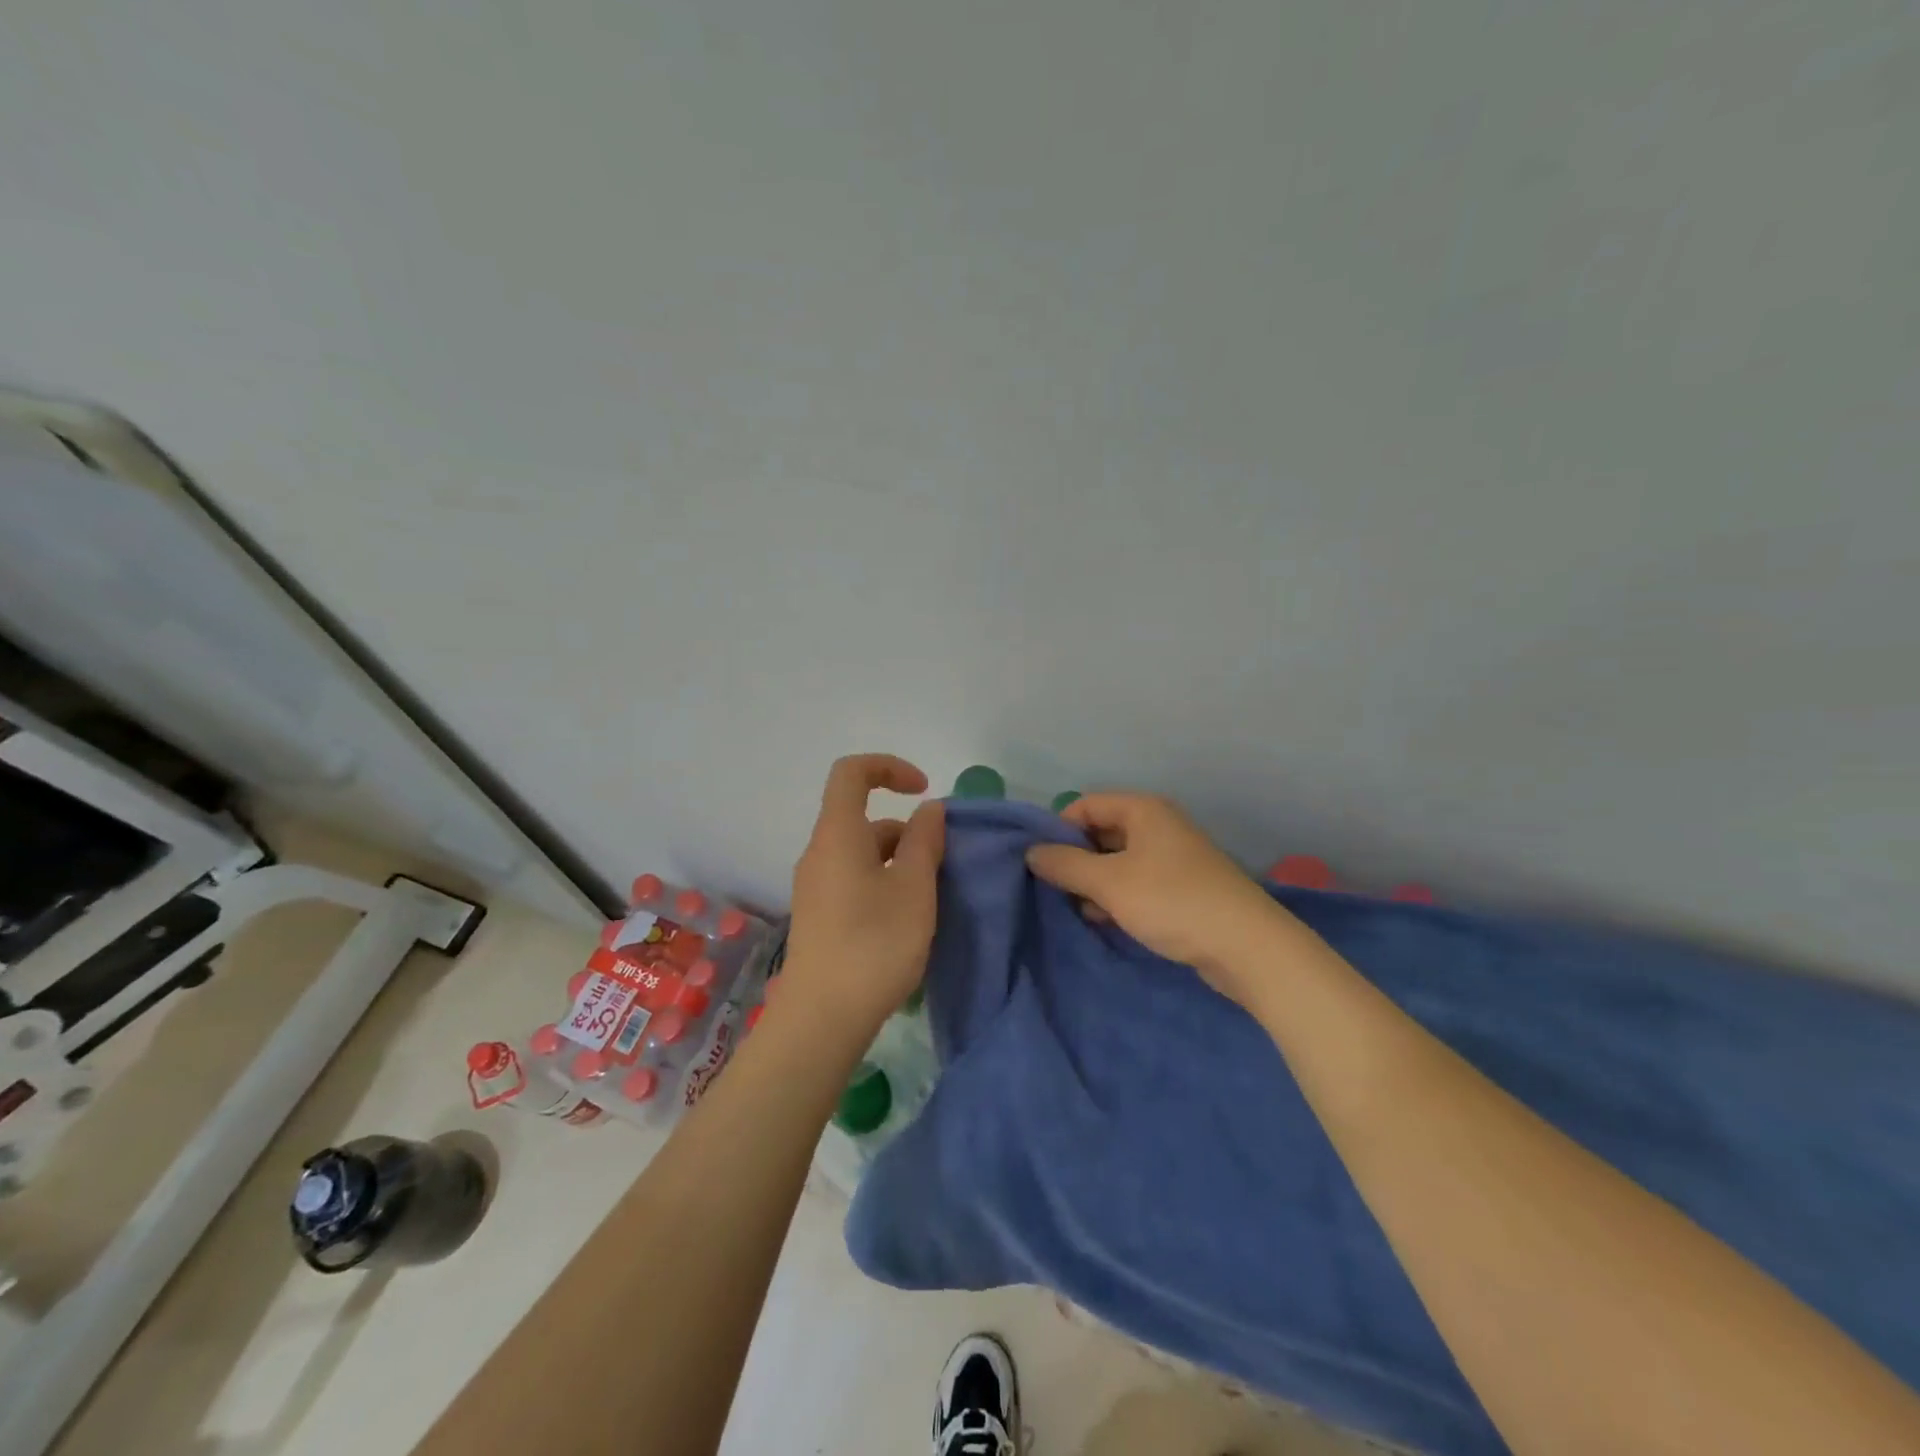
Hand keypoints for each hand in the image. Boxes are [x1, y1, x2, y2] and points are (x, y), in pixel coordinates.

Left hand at [782, 754, 945, 1028]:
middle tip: (942, 865)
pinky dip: (884, 882)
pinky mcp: (820, 916)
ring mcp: (816, 887)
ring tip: (931, 898)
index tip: (925, 791)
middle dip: (907, 830)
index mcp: (838, 835)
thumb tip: (928, 810)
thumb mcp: (914, 887)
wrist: (822, 1019)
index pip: (852, 772)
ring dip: (899, 860)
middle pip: (863, 818)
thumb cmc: (874, 944)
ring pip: (862, 853)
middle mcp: (820, 853)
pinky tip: (906, 920)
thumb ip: (924, 840)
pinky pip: (855, 879)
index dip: (889, 767)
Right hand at [1025, 793, 1290, 1006]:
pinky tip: (1106, 920)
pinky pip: (1137, 882)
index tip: (1041, 863)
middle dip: (1076, 859)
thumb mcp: (1109, 883)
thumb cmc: (1172, 902)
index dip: (1059, 829)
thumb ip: (1065, 865)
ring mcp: (1173, 857)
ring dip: (1095, 882)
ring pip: (1118, 861)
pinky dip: (1118, 897)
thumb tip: (1031, 852)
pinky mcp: (1183, 888)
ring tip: (1078, 909)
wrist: (1247, 947)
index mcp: (1143, 810)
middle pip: (1102, 831)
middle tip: (1055, 889)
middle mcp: (1159, 825)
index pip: (1086, 804)